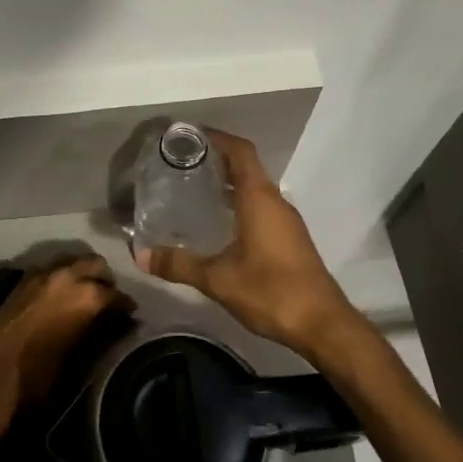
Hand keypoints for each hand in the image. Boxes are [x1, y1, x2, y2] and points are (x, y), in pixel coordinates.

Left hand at [0, 255, 124, 408]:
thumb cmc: (38, 376)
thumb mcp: (78, 358)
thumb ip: (99, 334)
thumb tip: (115, 326)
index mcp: (86, 296)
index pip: (117, 295)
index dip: (126, 306)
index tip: (130, 315)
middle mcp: (66, 276)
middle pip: (96, 265)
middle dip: (105, 280)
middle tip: (108, 299)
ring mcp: (41, 275)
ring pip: (72, 262)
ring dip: (82, 273)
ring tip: (85, 294)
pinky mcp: (22, 280)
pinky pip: (51, 269)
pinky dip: (61, 277)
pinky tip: (60, 296)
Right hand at [136, 130, 355, 355]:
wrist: (323, 325)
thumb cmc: (271, 292)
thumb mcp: (218, 280)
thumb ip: (179, 265)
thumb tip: (140, 255)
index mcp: (260, 199)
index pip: (240, 151)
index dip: (217, 138)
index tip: (189, 136)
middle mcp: (275, 202)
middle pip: (246, 168)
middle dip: (216, 161)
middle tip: (181, 164)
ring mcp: (286, 221)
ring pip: (254, 190)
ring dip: (228, 184)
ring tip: (193, 190)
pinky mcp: (290, 239)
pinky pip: (261, 208)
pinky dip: (239, 205)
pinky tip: (218, 225)